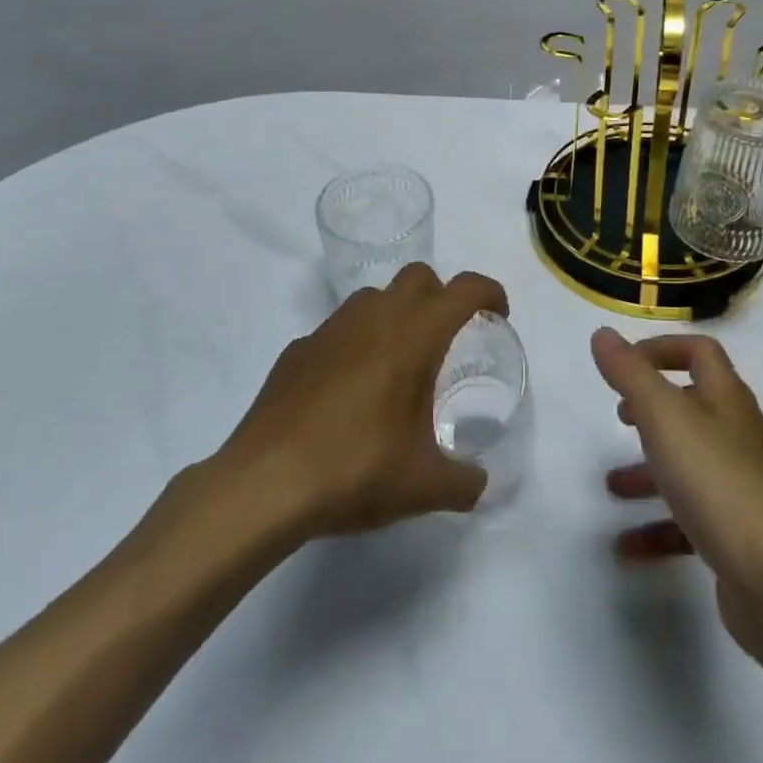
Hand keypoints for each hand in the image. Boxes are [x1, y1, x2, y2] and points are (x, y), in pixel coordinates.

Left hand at [221, 264, 505, 539]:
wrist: (265, 483)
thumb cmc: (356, 468)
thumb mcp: (423, 486)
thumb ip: (463, 482)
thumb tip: (480, 484)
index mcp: (416, 334)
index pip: (466, 288)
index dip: (490, 293)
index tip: (498, 315)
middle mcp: (376, 316)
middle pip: (419, 276)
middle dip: (440, 297)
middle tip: (445, 340)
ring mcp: (331, 328)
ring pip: (374, 298)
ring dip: (395, 315)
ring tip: (396, 365)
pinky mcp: (297, 349)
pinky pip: (337, 332)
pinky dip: (353, 346)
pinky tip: (346, 393)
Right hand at [592, 327, 762, 654]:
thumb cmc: (716, 480)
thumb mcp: (663, 416)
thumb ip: (630, 373)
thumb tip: (603, 334)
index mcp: (725, 398)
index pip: (700, 352)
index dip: (663, 348)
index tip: (625, 364)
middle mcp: (736, 434)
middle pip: (693, 407)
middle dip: (652, 410)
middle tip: (620, 417)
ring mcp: (739, 485)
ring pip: (688, 464)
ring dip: (648, 470)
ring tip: (611, 485)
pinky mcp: (736, 532)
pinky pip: (689, 518)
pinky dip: (657, 525)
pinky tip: (627, 547)